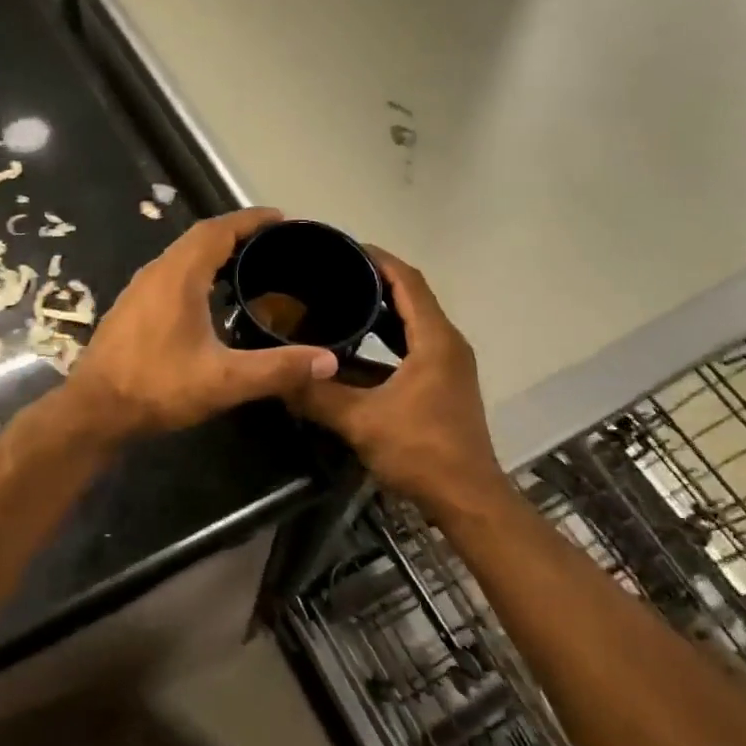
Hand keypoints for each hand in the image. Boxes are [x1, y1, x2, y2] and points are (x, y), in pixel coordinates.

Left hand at [65, 208, 338, 438]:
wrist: (94, 411)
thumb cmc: (157, 388)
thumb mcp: (224, 380)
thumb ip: (277, 369)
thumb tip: (328, 360)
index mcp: (179, 275)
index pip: (218, 229)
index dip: (251, 219)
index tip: (282, 219)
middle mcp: (156, 272)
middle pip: (200, 238)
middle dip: (238, 234)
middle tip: (274, 245)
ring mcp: (139, 290)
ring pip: (182, 257)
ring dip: (215, 253)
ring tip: (250, 267)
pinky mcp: (131, 309)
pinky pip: (171, 275)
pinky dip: (198, 273)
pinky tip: (212, 300)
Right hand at [293, 248, 506, 511]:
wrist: (467, 498)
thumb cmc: (421, 451)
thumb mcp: (362, 421)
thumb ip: (319, 397)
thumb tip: (278, 379)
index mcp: (435, 340)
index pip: (408, 281)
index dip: (377, 259)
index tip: (343, 247)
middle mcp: (447, 344)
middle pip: (412, 297)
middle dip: (375, 281)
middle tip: (332, 274)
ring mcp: (447, 366)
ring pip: (413, 324)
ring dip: (381, 311)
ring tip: (339, 302)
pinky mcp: (443, 386)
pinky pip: (412, 347)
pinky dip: (386, 341)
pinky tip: (353, 349)